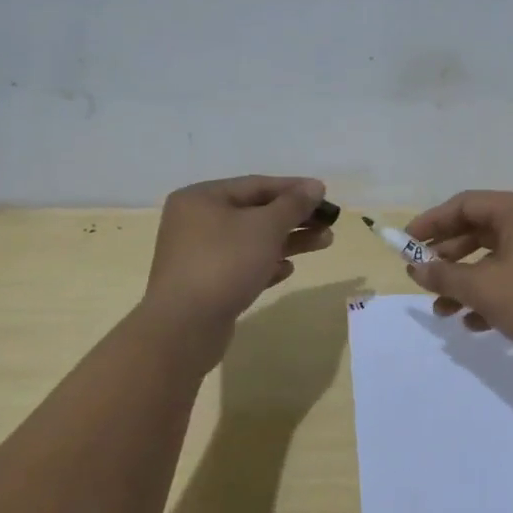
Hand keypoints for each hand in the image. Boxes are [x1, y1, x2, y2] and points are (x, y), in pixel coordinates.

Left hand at [138, 176, 333, 365]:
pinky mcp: (206, 284)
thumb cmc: (225, 263)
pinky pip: (242, 266)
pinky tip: (287, 270)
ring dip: (288, 241)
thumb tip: (315, 186)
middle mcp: (196, 221)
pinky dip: (266, 264)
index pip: (256, 185)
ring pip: (252, 240)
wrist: (184, 327)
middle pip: (255, 212)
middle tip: (329, 222)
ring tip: (324, 242)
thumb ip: (293, 204)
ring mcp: (199, 254)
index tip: (325, 194)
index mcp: (202, 198)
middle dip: (295, 217)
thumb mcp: (265, 227)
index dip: (294, 188)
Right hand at [405, 191, 512, 363]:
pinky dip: (489, 295)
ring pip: (492, 259)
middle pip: (477, 230)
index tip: (405, 244)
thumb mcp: (485, 289)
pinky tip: (474, 324)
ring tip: (442, 311)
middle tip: (420, 277)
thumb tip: (415, 268)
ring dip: (464, 282)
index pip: (464, 204)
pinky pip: (510, 277)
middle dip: (446, 257)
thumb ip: (445, 275)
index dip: (431, 222)